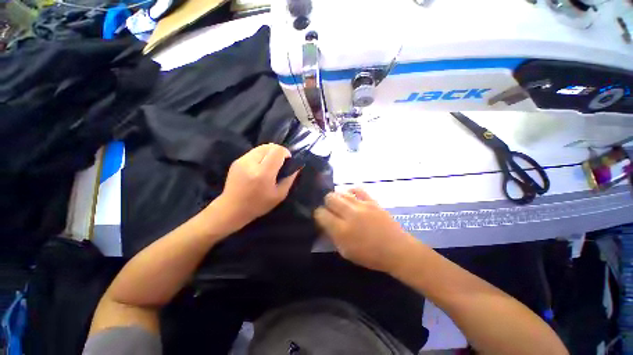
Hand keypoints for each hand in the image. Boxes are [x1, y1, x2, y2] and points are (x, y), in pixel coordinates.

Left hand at [214, 144, 298, 230]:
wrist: (231, 209)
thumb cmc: (258, 205)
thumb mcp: (279, 195)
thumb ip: (289, 179)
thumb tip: (296, 167)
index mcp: (263, 173)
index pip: (277, 151)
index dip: (285, 152)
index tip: (288, 160)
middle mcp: (251, 163)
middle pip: (269, 146)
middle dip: (278, 151)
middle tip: (281, 162)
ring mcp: (242, 160)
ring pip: (261, 147)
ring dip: (269, 152)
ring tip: (271, 163)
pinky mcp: (237, 161)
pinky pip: (253, 152)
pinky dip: (261, 155)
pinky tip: (261, 166)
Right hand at [314, 188, 417, 272]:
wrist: (397, 249)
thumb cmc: (370, 256)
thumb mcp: (346, 252)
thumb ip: (333, 236)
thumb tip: (326, 223)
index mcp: (342, 230)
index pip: (321, 214)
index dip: (319, 215)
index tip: (322, 218)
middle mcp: (350, 214)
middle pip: (330, 198)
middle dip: (327, 203)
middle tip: (331, 210)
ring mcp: (362, 205)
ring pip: (341, 192)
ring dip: (338, 198)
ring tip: (341, 205)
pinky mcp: (372, 201)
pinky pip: (357, 189)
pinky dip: (351, 192)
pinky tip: (351, 197)